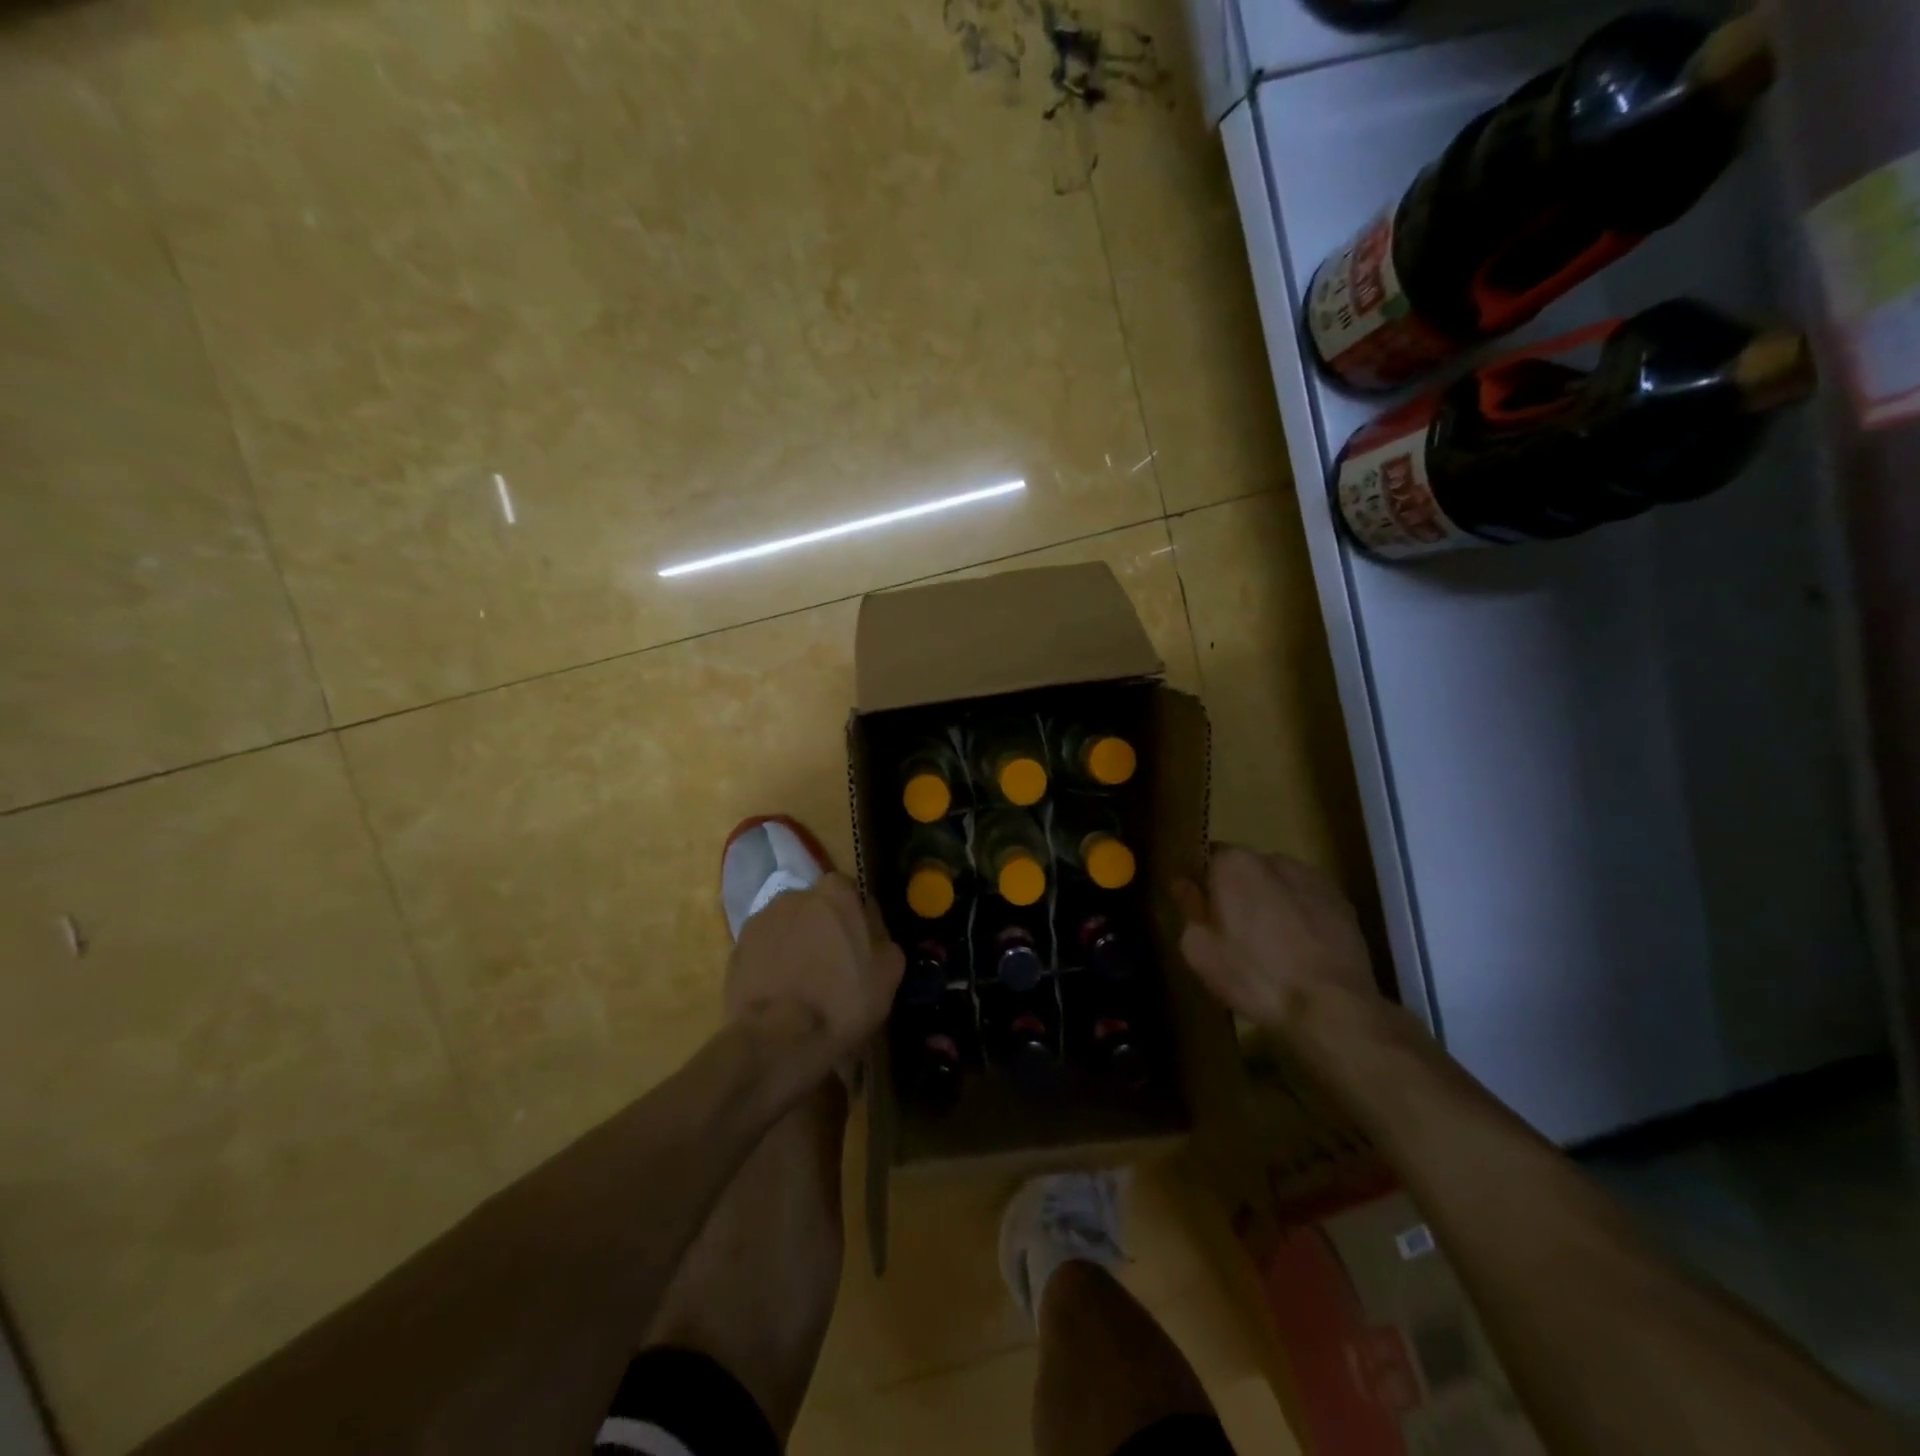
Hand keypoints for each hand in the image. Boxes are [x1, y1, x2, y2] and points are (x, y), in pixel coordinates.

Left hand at [725, 874, 903, 1061]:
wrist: (777, 1039)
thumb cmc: (843, 1000)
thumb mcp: (888, 971)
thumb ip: (881, 935)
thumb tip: (869, 924)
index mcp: (835, 893)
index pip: (850, 893)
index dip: (855, 920)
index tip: (859, 947)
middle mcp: (795, 895)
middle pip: (816, 908)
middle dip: (823, 929)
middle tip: (831, 966)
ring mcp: (761, 920)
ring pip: (788, 927)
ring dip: (796, 945)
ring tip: (802, 984)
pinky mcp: (736, 948)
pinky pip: (764, 949)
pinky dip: (772, 964)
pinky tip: (780, 993)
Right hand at [1175, 846, 1375, 1026]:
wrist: (1332, 1008)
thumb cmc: (1255, 976)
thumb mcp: (1200, 950)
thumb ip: (1189, 908)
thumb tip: (1184, 883)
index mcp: (1234, 864)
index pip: (1209, 857)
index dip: (1204, 883)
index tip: (1201, 908)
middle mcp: (1274, 860)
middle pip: (1246, 869)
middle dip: (1239, 891)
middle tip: (1234, 931)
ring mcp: (1314, 879)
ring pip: (1280, 884)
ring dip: (1272, 902)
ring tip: (1273, 944)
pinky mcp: (1343, 903)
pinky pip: (1308, 902)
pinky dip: (1301, 917)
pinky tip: (1301, 951)